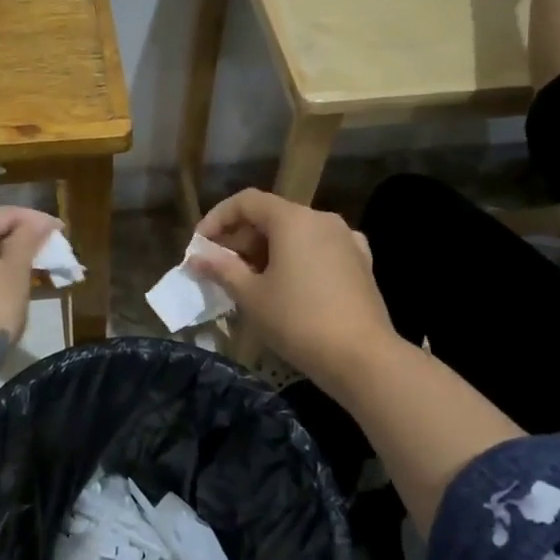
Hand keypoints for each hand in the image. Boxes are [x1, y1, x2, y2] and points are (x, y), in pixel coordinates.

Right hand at [187, 189, 397, 383]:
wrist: (363, 357)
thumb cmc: (298, 321)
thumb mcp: (251, 296)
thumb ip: (221, 269)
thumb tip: (196, 258)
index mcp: (293, 219)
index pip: (246, 201)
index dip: (217, 218)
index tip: (200, 245)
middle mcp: (322, 219)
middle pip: (272, 216)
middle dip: (241, 238)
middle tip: (220, 268)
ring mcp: (346, 240)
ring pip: (296, 233)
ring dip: (268, 250)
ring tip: (250, 280)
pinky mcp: (361, 263)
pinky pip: (319, 249)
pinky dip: (297, 259)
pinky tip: (290, 283)